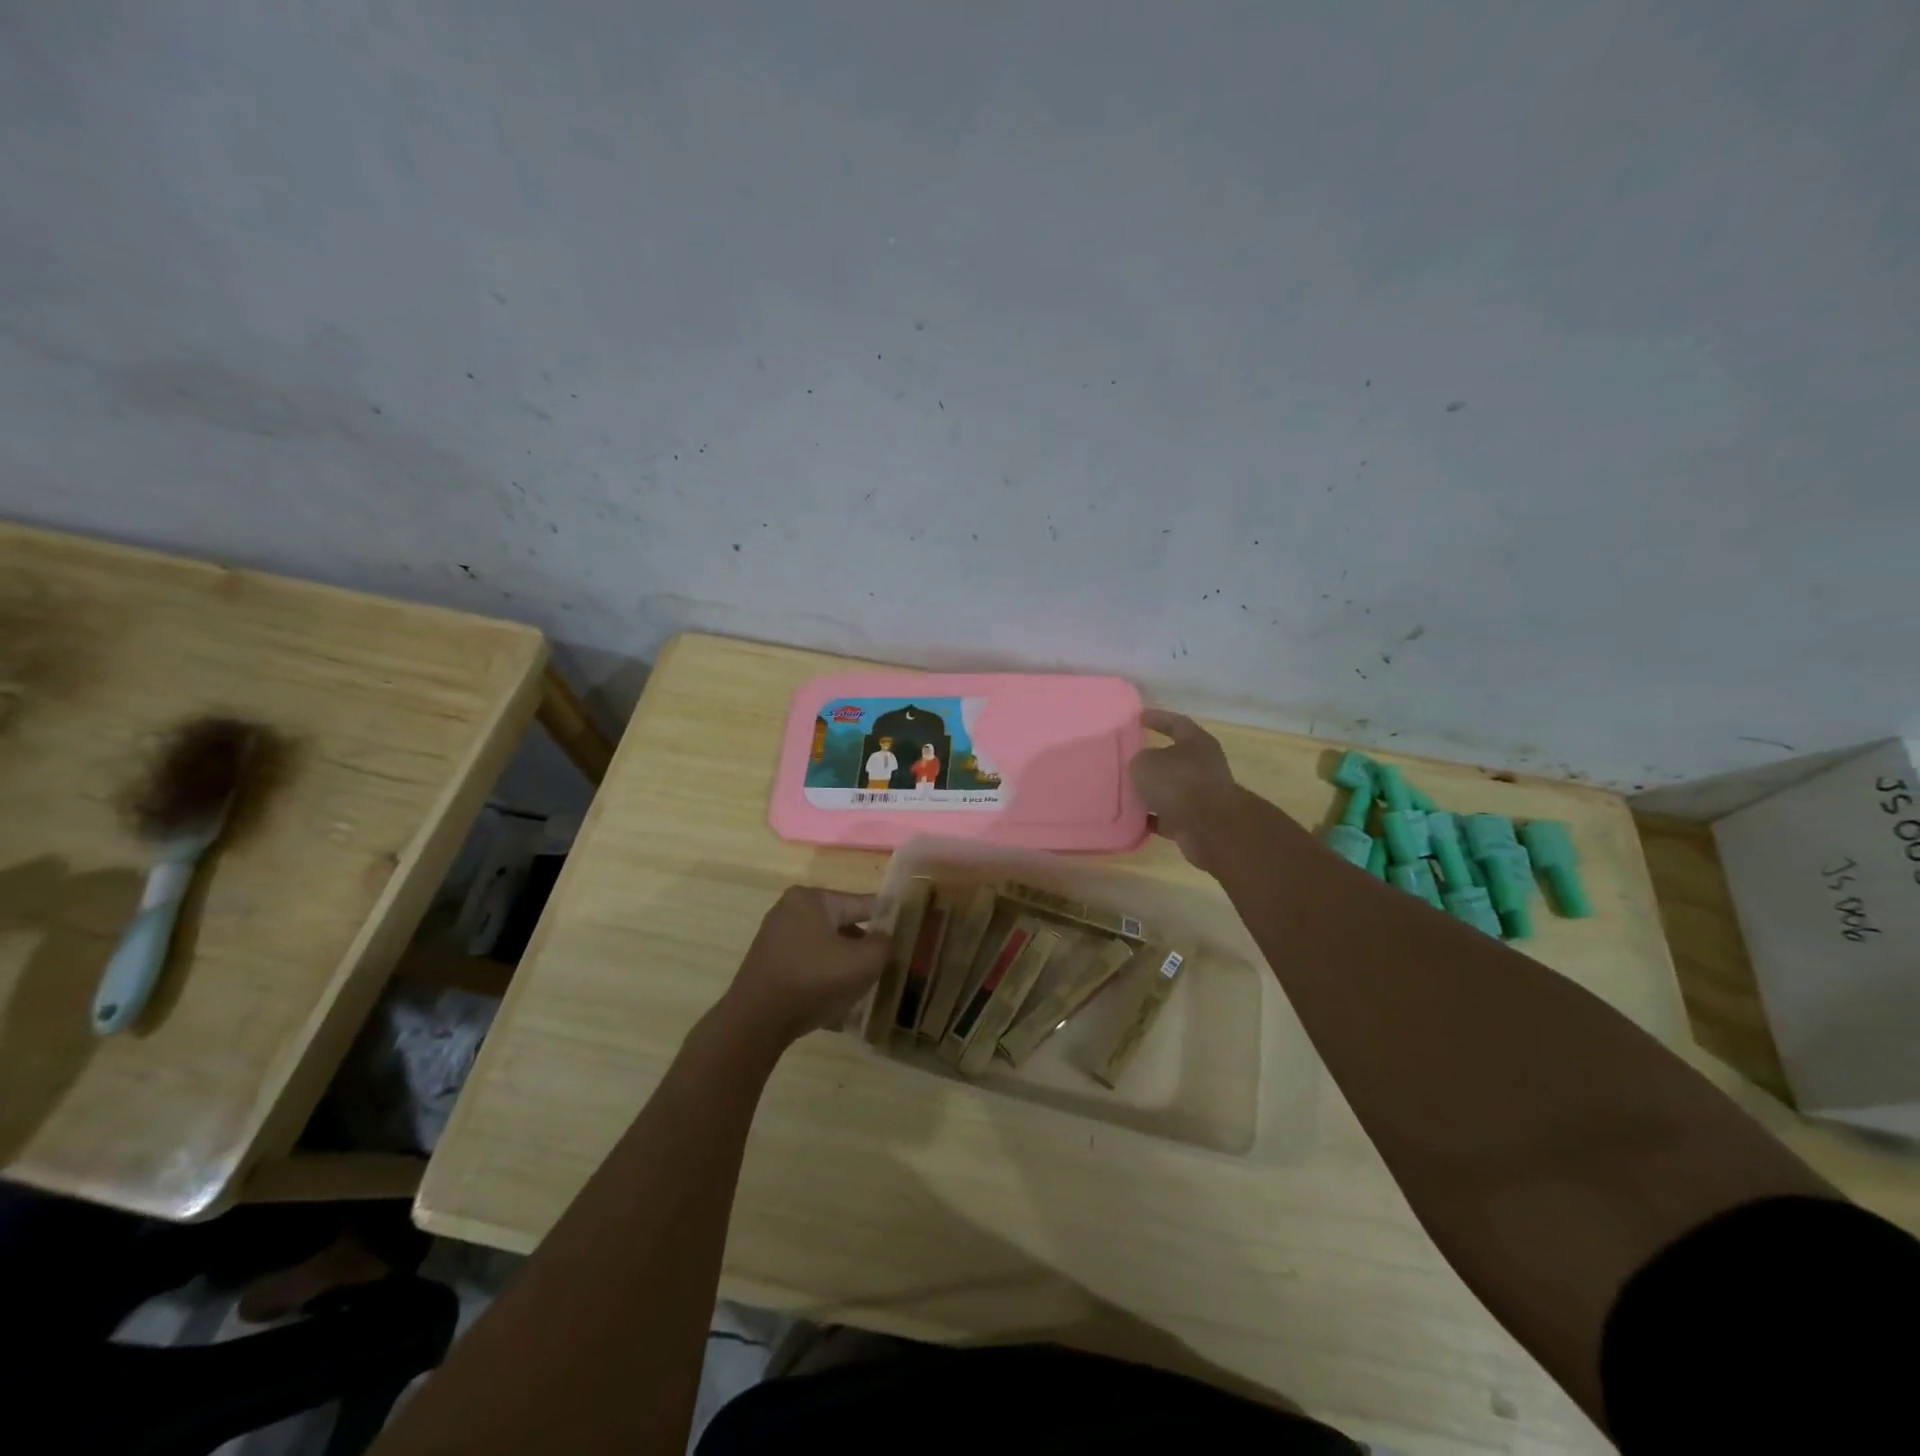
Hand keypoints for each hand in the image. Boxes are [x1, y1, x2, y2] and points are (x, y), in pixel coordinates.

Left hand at [719, 886, 889, 1047]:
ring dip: (844, 965)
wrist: (755, 1023)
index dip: (887, 920)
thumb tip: (884, 938)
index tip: (907, 933)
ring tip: (863, 987)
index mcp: (812, 899)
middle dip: (863, 946)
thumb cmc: (813, 981)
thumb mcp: (863, 962)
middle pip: (842, 925)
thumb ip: (883, 944)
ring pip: (825, 948)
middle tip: (886, 966)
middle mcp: (790, 910)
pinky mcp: (768, 964)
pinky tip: (836, 1002)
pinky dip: (823, 978)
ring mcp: (775, 937)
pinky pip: (807, 965)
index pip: (862, 904)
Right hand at [1131, 710, 1249, 871]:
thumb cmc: (1178, 782)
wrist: (1208, 827)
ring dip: (1150, 792)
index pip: (1176, 723)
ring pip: (1170, 789)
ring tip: (1123, 790)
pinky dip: (1151, 817)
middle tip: (1126, 757)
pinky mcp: (1195, 821)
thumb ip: (1139, 760)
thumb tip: (1142, 767)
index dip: (1157, 718)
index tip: (1138, 717)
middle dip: (1151, 759)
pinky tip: (1131, 818)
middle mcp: (1203, 766)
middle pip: (1174, 758)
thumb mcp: (1146, 762)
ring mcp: (1202, 795)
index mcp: (1197, 742)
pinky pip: (1168, 816)